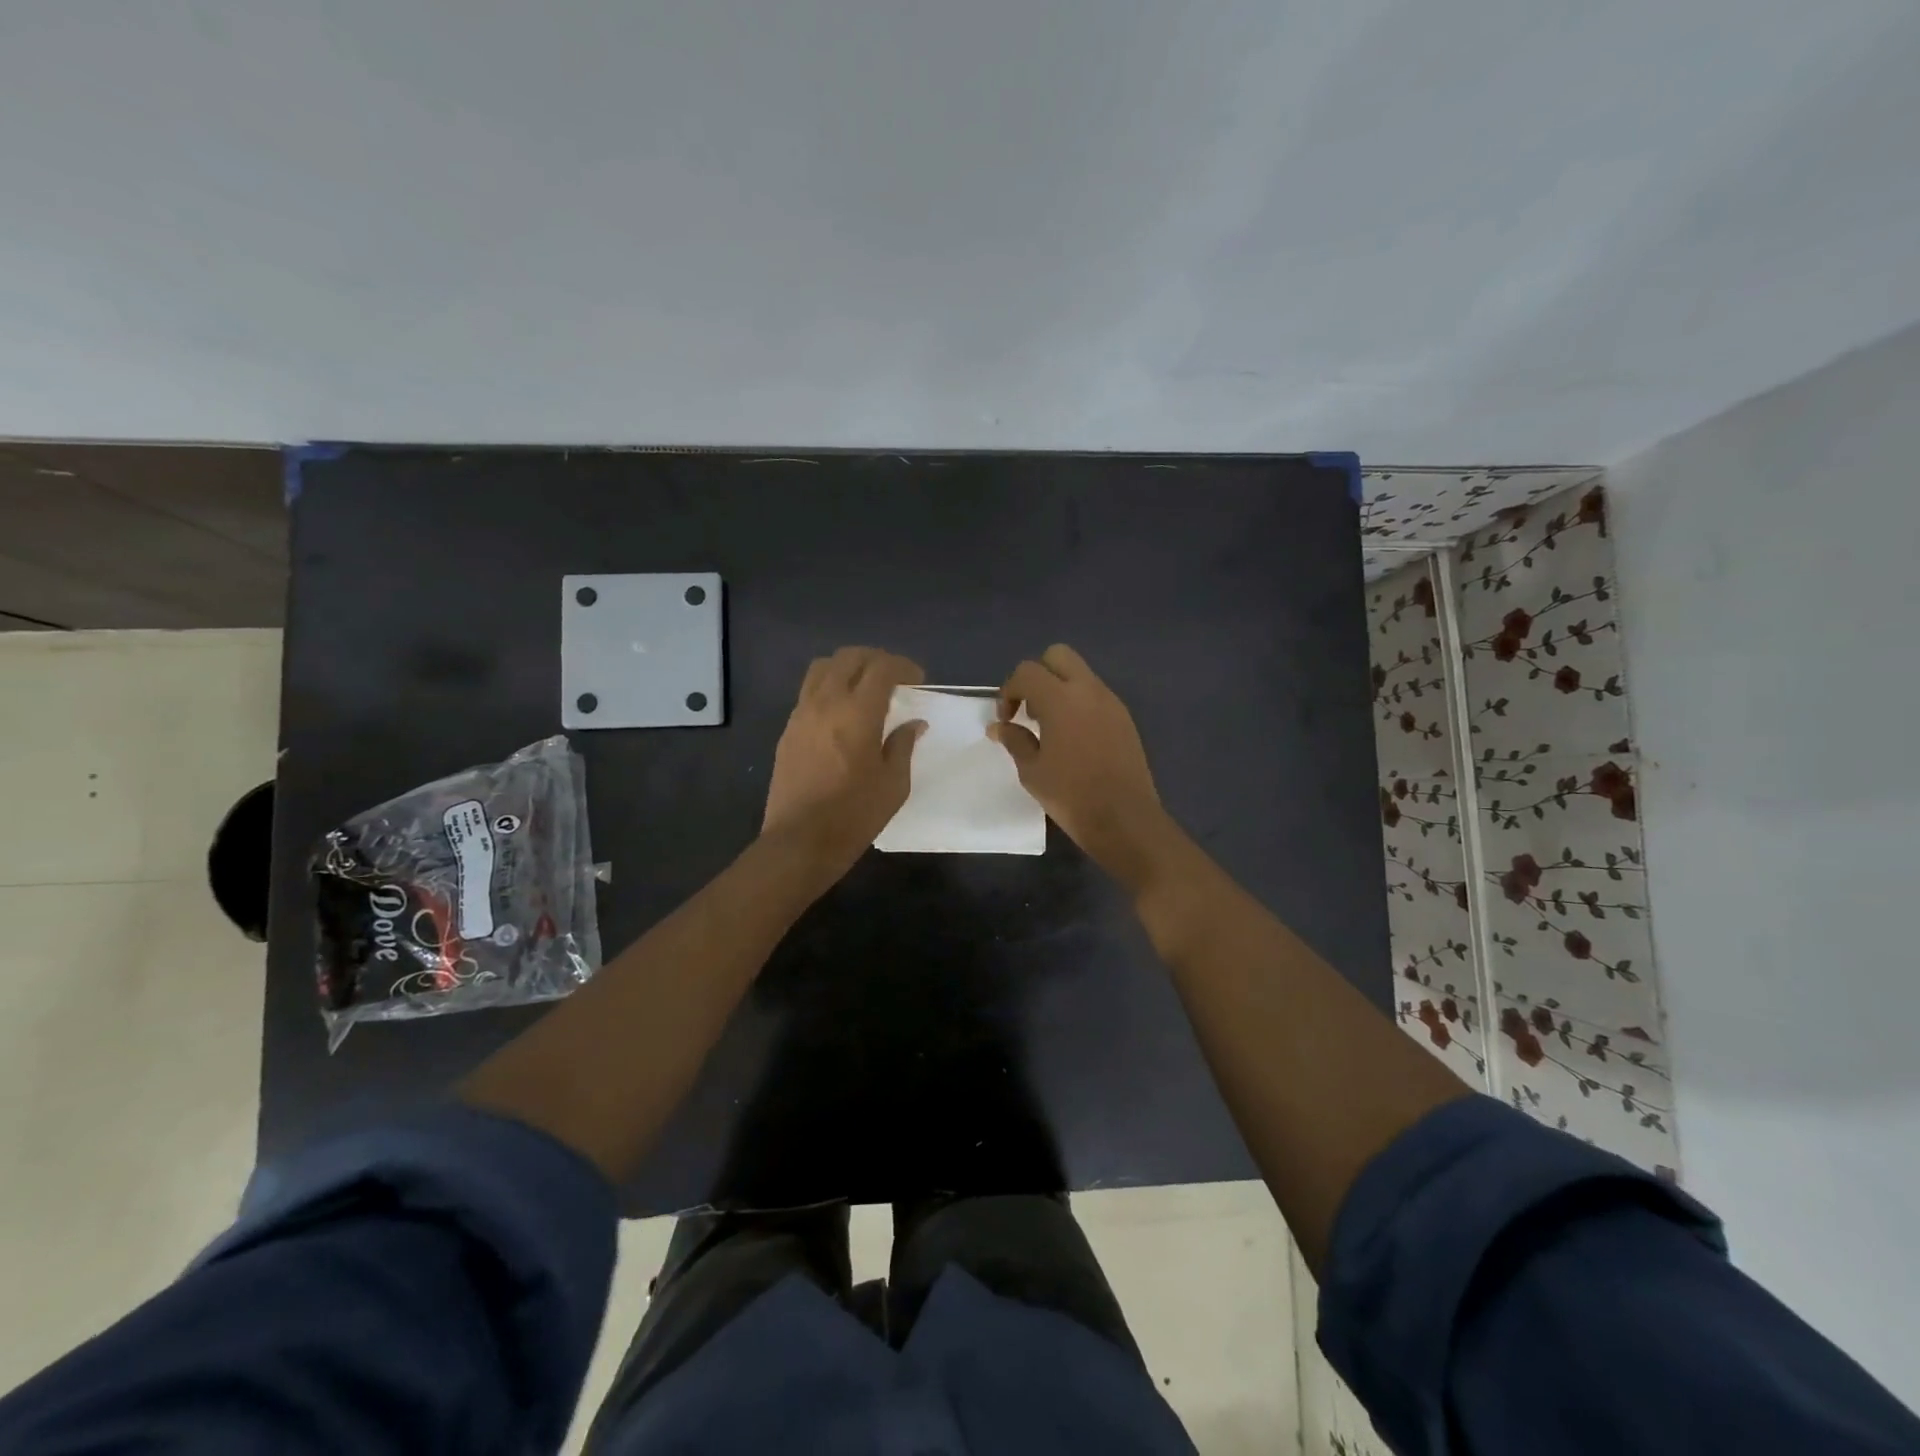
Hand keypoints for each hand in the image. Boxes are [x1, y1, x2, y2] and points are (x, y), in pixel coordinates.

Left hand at [763, 647, 926, 870]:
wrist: (800, 841)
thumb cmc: (854, 815)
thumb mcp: (893, 784)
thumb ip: (903, 745)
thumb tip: (913, 724)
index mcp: (857, 713)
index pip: (881, 667)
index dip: (903, 666)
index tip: (917, 680)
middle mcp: (826, 702)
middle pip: (849, 657)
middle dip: (875, 659)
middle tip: (894, 678)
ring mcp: (801, 714)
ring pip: (823, 668)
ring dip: (848, 667)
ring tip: (864, 687)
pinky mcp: (788, 729)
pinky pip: (809, 691)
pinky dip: (829, 686)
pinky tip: (842, 711)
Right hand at [990, 644, 1175, 884]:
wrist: (1124, 819)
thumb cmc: (1071, 795)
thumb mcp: (1032, 770)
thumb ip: (1014, 740)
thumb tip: (999, 726)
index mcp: (1060, 699)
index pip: (1027, 671)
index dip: (1009, 690)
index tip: (1007, 719)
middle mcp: (1088, 690)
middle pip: (1058, 656)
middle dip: (1038, 675)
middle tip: (1029, 709)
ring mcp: (1111, 702)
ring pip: (1080, 674)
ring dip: (1060, 688)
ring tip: (1050, 727)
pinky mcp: (1124, 718)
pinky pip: (1096, 695)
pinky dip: (1079, 703)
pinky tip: (1074, 738)